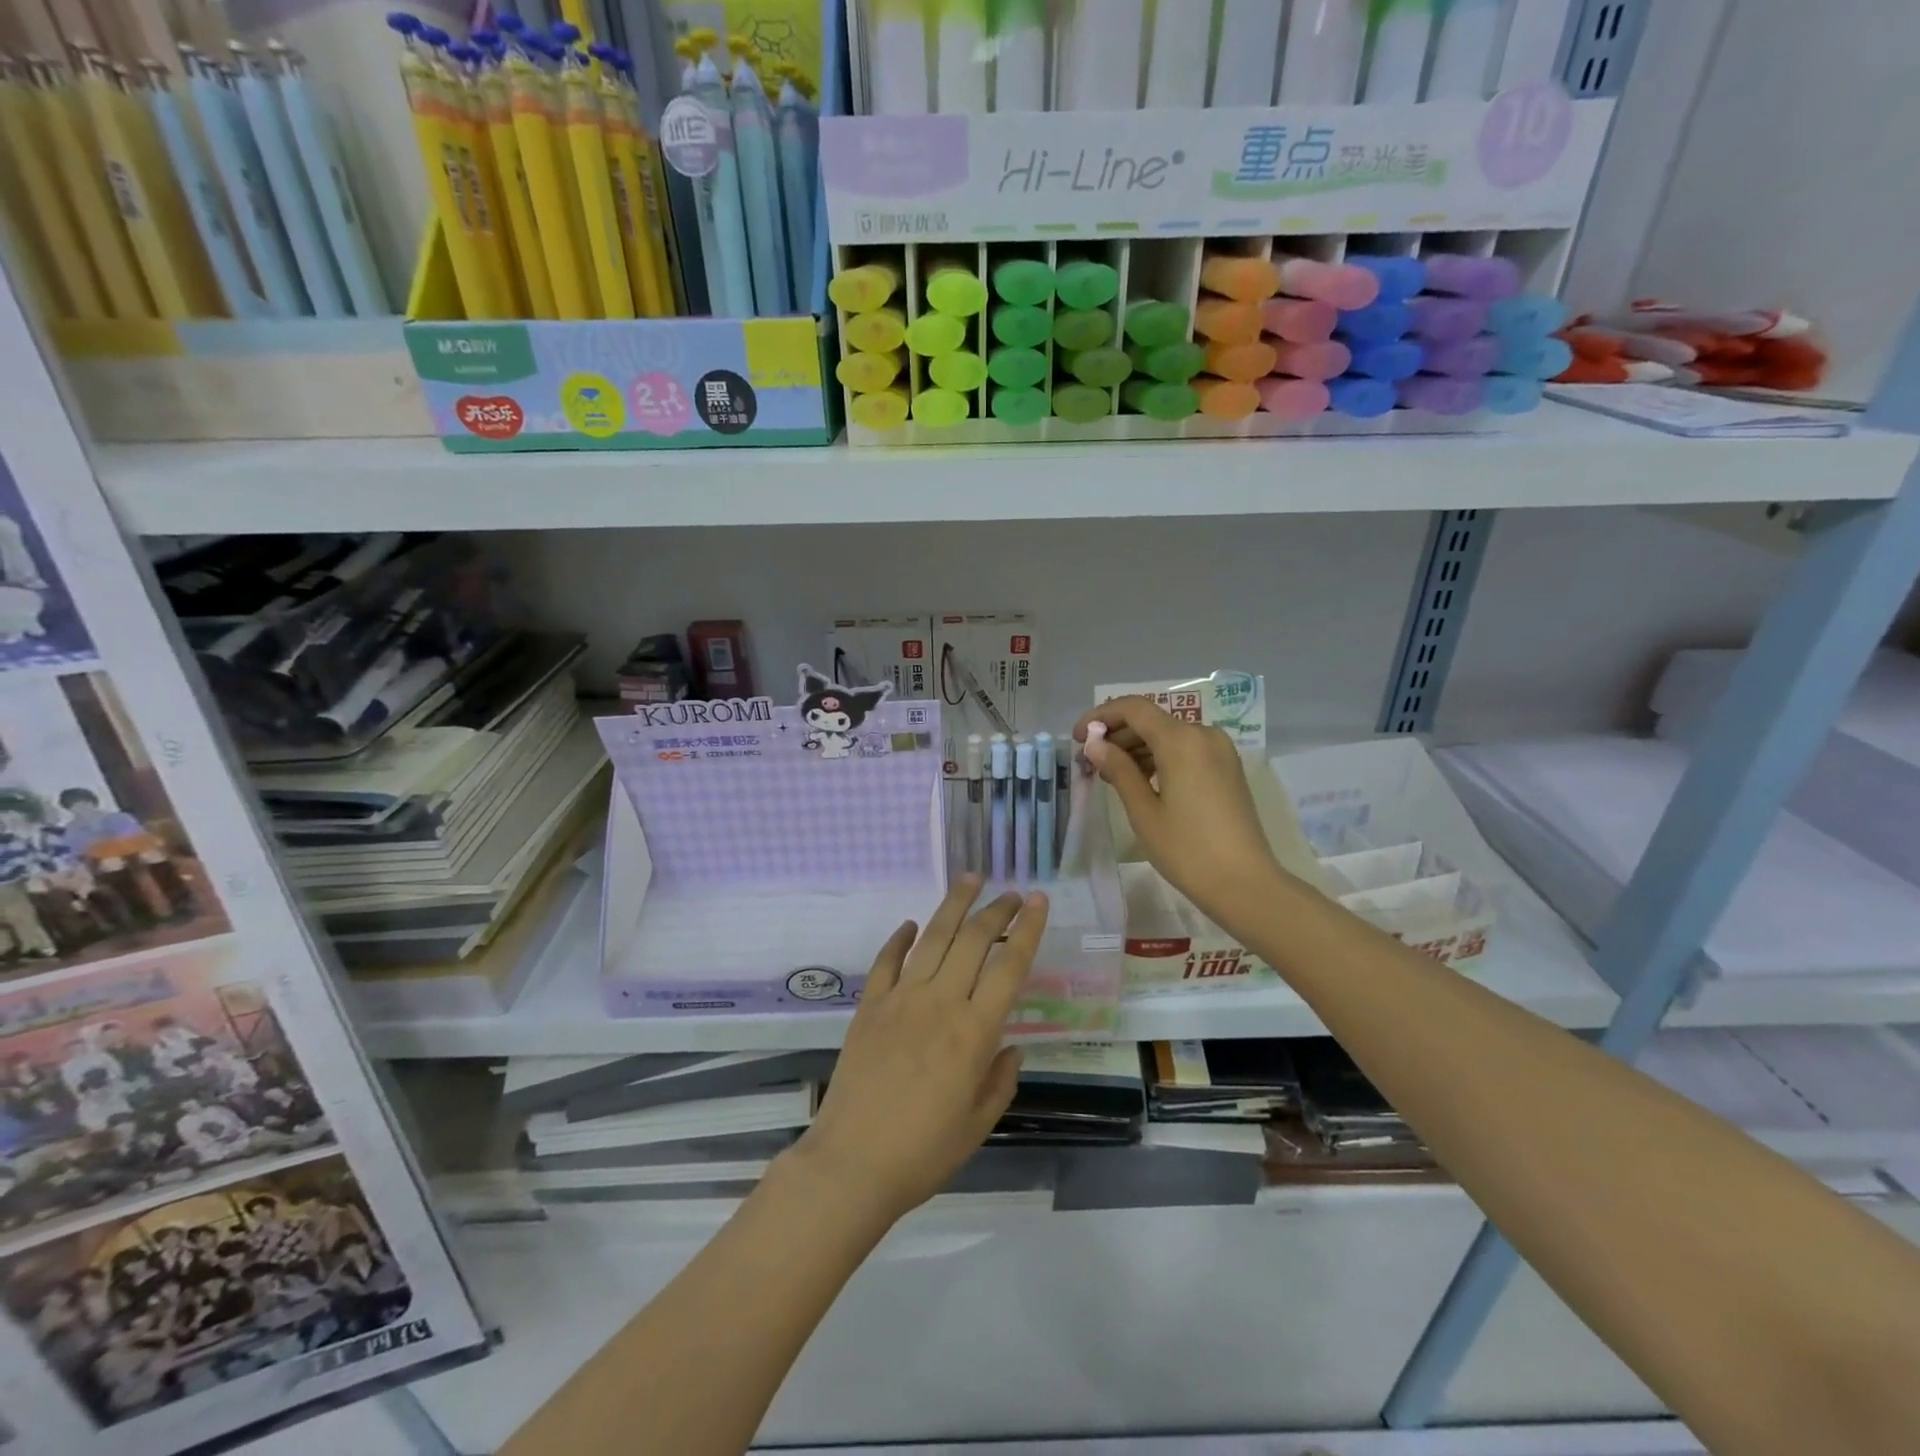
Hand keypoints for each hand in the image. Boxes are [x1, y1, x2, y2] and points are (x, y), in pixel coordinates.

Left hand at [789, 878, 1047, 1224]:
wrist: (852, 1163)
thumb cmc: (923, 1152)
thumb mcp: (978, 1124)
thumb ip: (1000, 1079)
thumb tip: (1010, 1045)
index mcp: (973, 1032)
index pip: (1009, 966)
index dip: (1027, 929)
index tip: (1037, 900)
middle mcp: (940, 1003)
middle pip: (972, 940)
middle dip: (995, 909)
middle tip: (1010, 892)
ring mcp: (900, 999)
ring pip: (932, 937)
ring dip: (953, 904)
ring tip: (970, 879)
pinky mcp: (870, 1005)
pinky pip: (887, 960)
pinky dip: (901, 938)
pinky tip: (912, 924)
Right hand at [1074, 696, 1286, 928]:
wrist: (1245, 883)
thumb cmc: (1187, 849)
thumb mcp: (1143, 811)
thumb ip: (1118, 770)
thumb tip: (1094, 744)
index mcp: (1181, 740)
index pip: (1133, 709)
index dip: (1100, 716)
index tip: (1077, 737)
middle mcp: (1203, 734)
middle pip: (1151, 720)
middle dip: (1116, 735)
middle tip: (1089, 761)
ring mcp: (1219, 750)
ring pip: (1168, 735)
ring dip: (1137, 747)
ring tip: (1110, 775)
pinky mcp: (1227, 767)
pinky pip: (1186, 749)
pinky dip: (1159, 757)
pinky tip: (1141, 781)